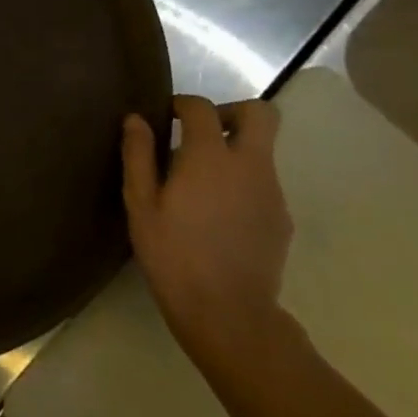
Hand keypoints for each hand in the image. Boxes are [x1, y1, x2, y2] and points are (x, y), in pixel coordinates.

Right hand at [121, 96, 292, 365]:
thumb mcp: (140, 204)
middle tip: (200, 135)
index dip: (183, 104)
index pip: (202, 108)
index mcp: (210, 157)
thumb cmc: (172, 253)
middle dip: (230, 113)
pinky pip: (262, 182)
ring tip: (199, 184)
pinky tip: (216, 214)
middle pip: (261, 114)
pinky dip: (241, 182)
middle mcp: (250, 165)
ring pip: (262, 150)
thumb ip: (138, 156)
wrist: (228, 312)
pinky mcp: (281, 218)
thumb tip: (136, 119)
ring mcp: (272, 192)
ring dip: (234, 151)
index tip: (165, 117)